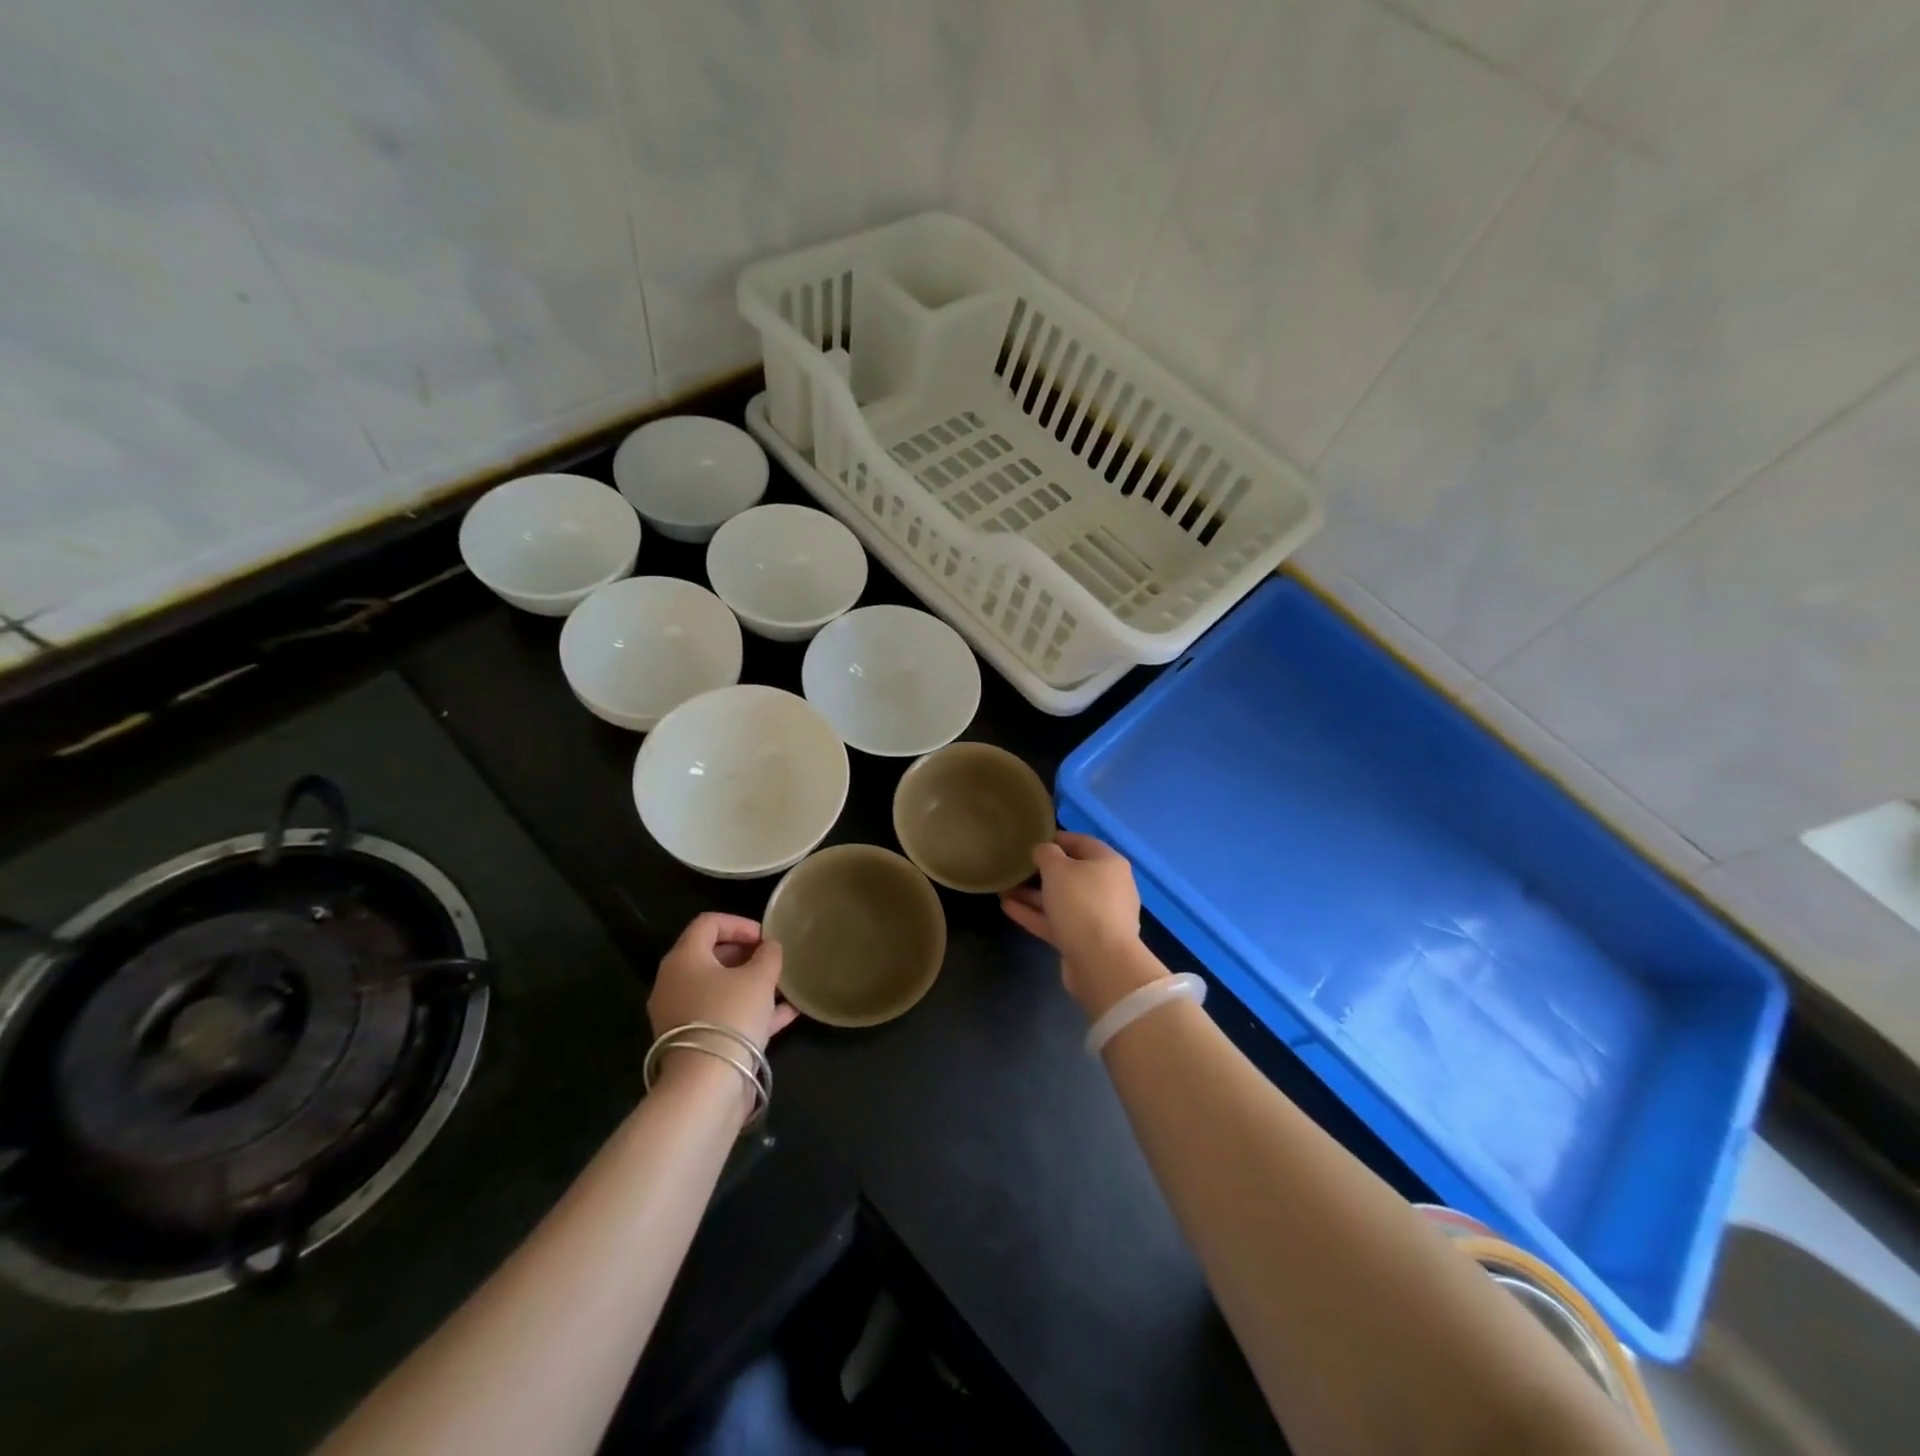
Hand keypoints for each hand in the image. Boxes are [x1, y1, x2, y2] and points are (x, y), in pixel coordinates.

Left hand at [648, 913, 797, 1051]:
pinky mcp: (693, 1042)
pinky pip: (723, 1016)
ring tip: (783, 986)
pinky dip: (750, 1010)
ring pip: (719, 989)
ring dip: (751, 984)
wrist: (706, 1085)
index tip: (766, 937)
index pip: (708, 923)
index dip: (740, 924)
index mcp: (684, 959)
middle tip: (773, 961)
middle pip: (711, 956)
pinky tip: (786, 1013)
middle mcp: (674, 983)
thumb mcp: (759, 977)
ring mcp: (681, 1015)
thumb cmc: (731, 1015)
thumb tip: (769, 947)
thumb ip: (768, 955)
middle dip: (746, 955)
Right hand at [1001, 832, 1156, 1017]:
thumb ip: (1046, 854)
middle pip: (1071, 873)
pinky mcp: (1085, 940)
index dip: (1056, 838)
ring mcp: (1098, 917)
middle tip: (1015, 867)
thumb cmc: (1081, 903)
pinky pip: (1057, 921)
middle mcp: (1108, 887)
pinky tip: (1008, 908)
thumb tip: (1043, 851)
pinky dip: (1035, 914)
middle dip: (1041, 871)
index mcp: (1109, 864)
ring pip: (1061, 900)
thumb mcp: (1057, 869)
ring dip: (1034, 895)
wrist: (1101, 963)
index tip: (1031, 840)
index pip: (1081, 842)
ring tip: (1004, 889)